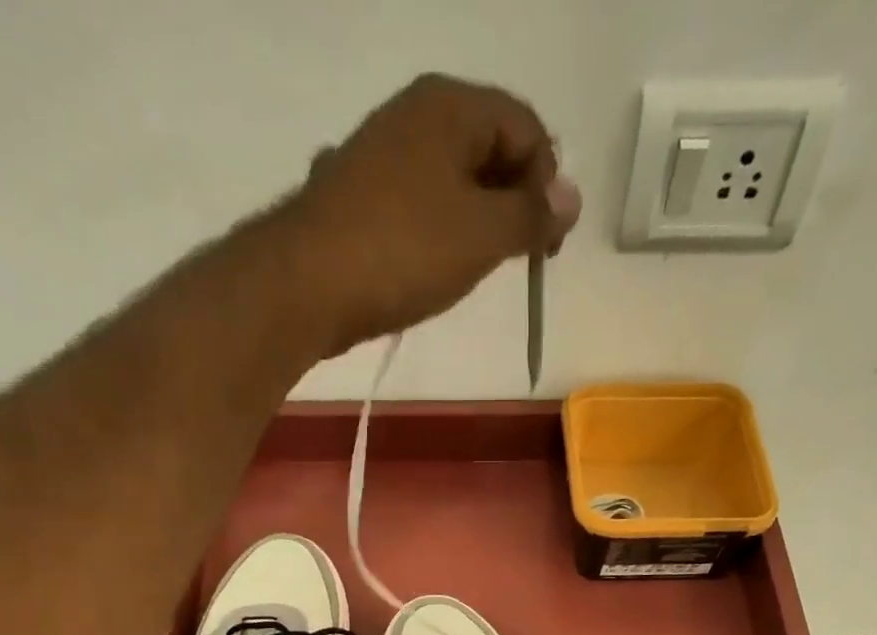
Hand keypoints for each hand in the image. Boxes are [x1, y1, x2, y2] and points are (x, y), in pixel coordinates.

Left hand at [287, 75, 582, 354]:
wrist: (305, 286)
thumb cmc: (404, 251)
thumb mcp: (483, 235)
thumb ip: (532, 216)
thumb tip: (570, 200)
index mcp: (449, 106)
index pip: (525, 128)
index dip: (547, 185)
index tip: (546, 245)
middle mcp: (413, 116)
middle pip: (487, 151)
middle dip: (511, 204)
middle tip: (513, 260)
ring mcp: (378, 156)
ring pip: (450, 183)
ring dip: (474, 224)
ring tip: (472, 270)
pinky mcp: (357, 199)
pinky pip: (416, 207)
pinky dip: (435, 234)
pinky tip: (430, 269)